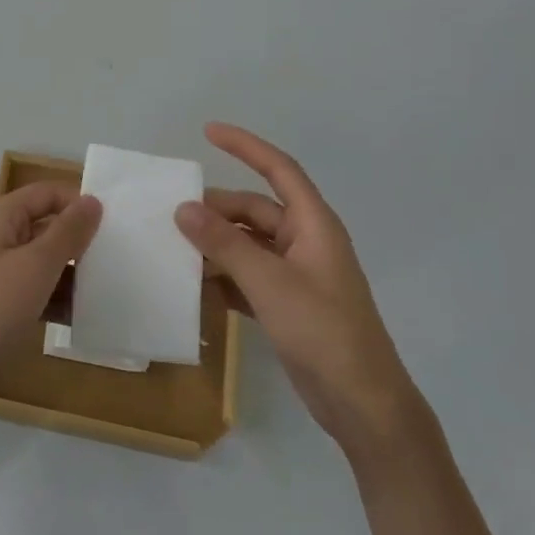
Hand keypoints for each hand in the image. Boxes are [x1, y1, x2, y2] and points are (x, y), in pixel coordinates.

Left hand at [0, 184, 102, 416]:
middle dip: (80, 241)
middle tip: (120, 259)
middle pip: (46, 226)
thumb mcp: (36, 265)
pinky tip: (83, 316)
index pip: (48, 193)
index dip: (80, 203)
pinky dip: (55, 298)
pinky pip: (33, 289)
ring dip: (71, 274)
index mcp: (1, 216)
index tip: (117, 226)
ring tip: (110, 289)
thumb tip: (92, 201)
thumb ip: (68, 231)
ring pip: (42, 261)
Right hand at [176, 123, 426, 461]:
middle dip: (216, 209)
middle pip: (255, 210)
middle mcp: (305, 243)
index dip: (246, 147)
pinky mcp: (287, 305)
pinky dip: (223, 276)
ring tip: (174, 248)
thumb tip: (184, 208)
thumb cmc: (323, 331)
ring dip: (215, 245)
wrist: (362, 403)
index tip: (208, 131)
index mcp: (313, 226)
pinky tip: (194, 286)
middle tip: (171, 215)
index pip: (279, 170)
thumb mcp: (269, 282)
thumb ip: (225, 243)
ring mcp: (296, 275)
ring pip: (248, 245)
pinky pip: (247, 276)